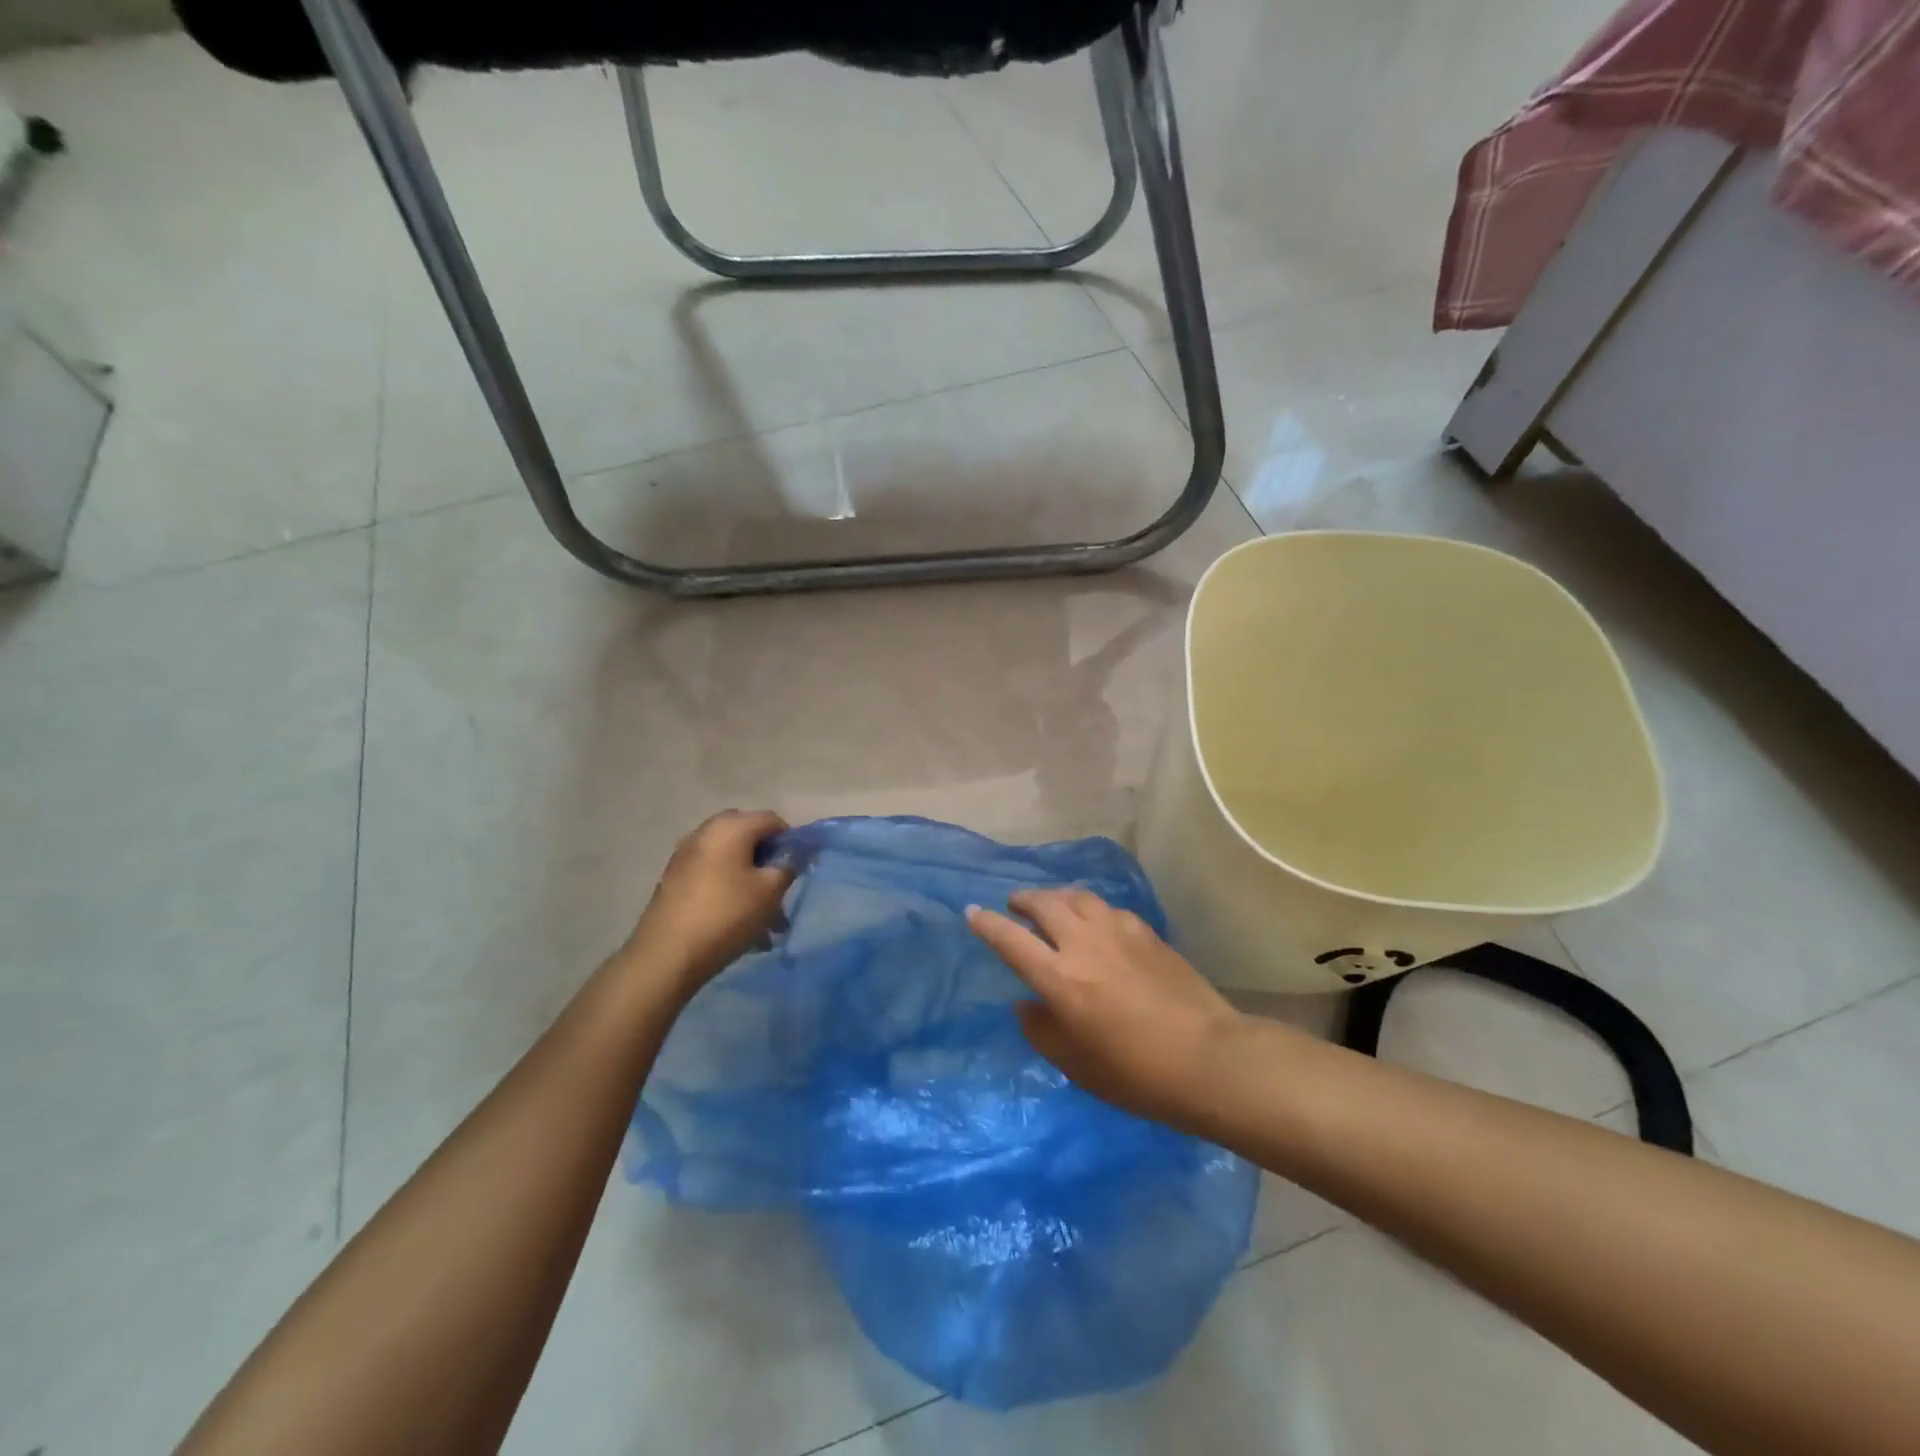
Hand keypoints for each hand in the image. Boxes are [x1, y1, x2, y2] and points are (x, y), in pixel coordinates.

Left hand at [622, 810, 793, 992]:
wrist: (667, 955)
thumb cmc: (727, 914)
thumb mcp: (770, 891)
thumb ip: (787, 867)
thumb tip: (791, 857)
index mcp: (731, 827)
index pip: (772, 820)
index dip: (791, 841)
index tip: (799, 869)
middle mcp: (705, 833)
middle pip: (748, 838)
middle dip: (768, 862)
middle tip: (780, 889)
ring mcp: (685, 856)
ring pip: (730, 862)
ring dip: (750, 884)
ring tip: (766, 923)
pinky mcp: (674, 880)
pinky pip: (712, 877)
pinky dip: (729, 892)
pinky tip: (740, 925)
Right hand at [967, 888, 1245, 1129]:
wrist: (1208, 1058)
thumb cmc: (1136, 1074)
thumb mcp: (1076, 1065)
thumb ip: (1041, 1030)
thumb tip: (1025, 1004)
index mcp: (1059, 978)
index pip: (1011, 940)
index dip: (987, 924)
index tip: (972, 912)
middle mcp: (1083, 944)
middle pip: (1044, 904)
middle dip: (1023, 900)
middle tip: (1015, 905)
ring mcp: (1118, 932)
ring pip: (1077, 897)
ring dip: (1056, 897)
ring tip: (1052, 906)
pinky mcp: (1146, 932)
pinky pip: (1107, 908)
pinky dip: (1090, 909)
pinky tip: (1095, 922)